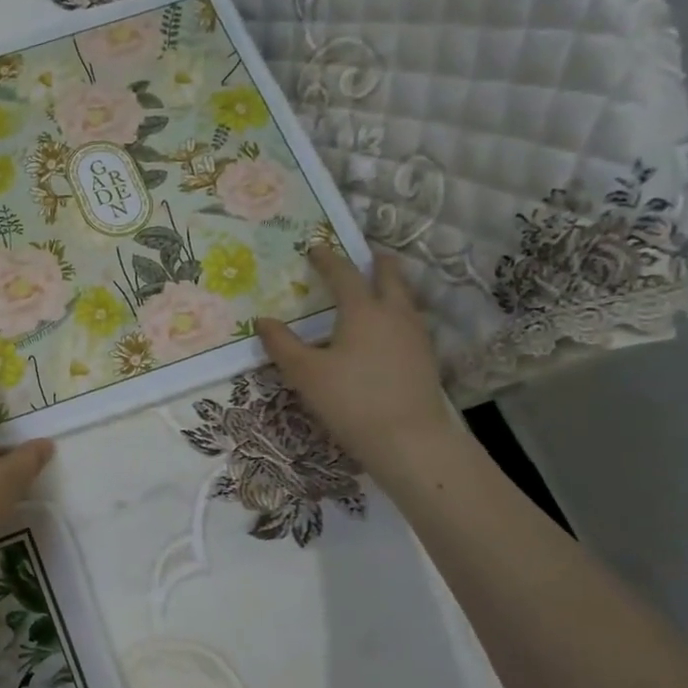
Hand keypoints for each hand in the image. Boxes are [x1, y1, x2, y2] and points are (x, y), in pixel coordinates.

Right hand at [255, 245, 454, 470]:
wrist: (409, 440)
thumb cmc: (350, 400)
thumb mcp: (305, 373)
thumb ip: (282, 344)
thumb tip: (262, 321)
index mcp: (363, 310)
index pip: (344, 274)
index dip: (328, 259)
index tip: (315, 248)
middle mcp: (394, 314)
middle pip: (389, 277)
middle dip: (376, 263)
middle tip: (366, 255)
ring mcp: (415, 336)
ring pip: (405, 298)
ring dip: (391, 286)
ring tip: (378, 288)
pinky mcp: (425, 359)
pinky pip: (410, 321)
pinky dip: (398, 312)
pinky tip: (388, 330)